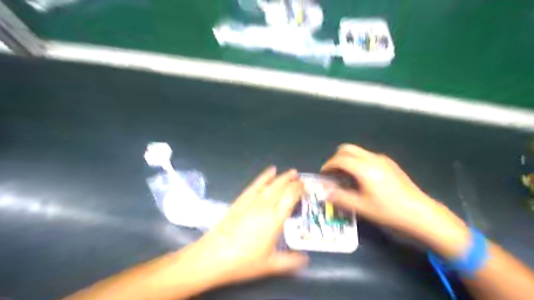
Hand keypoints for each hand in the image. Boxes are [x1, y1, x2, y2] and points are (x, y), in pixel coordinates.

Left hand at [177, 166, 306, 287]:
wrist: (213, 256)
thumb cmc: (244, 262)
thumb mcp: (270, 265)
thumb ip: (291, 261)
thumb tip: (306, 259)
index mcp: (275, 220)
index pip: (290, 198)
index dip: (298, 190)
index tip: (305, 186)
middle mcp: (265, 207)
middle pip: (281, 189)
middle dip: (292, 181)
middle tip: (300, 178)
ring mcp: (251, 202)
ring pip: (270, 185)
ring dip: (281, 177)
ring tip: (290, 172)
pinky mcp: (240, 201)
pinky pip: (255, 185)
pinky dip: (263, 177)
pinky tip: (269, 171)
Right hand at [321, 144, 467, 256]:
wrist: (420, 212)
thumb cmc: (388, 210)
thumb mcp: (361, 207)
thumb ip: (340, 197)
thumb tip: (324, 192)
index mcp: (364, 168)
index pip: (340, 159)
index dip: (328, 165)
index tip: (323, 175)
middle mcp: (372, 158)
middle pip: (347, 149)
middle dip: (335, 158)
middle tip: (332, 173)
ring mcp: (382, 159)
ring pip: (357, 151)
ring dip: (346, 159)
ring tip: (345, 177)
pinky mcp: (389, 163)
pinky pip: (367, 156)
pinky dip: (357, 161)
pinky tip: (361, 178)